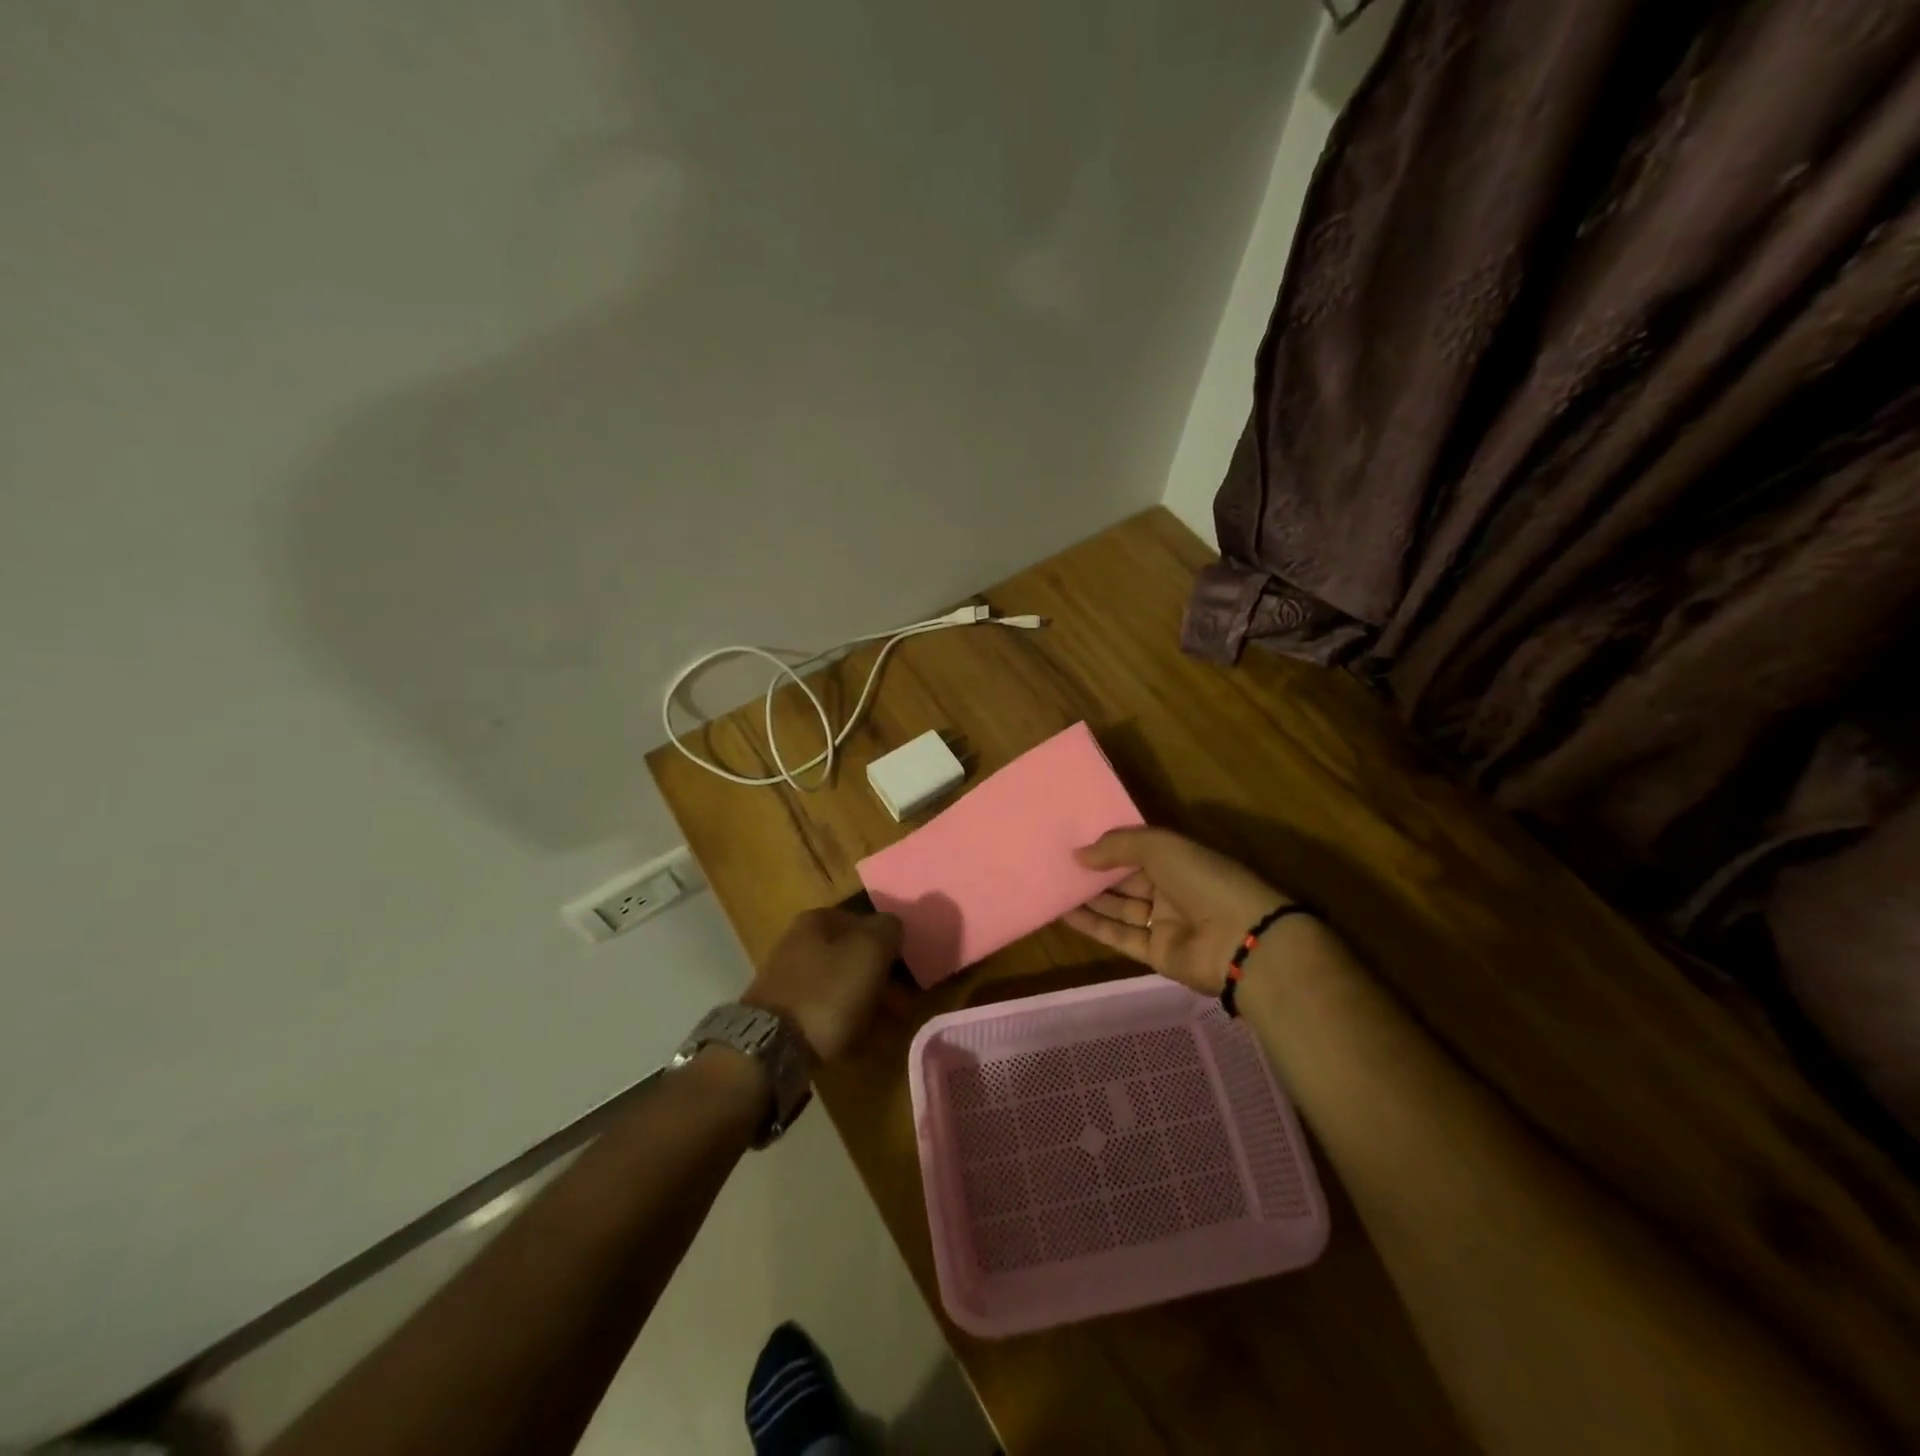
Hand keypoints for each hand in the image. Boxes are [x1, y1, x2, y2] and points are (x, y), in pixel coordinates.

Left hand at [741, 908, 903, 1061]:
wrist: (771, 1047)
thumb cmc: (828, 991)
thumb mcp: (870, 949)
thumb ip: (889, 929)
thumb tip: (893, 928)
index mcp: (818, 919)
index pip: (866, 921)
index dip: (890, 943)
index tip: (907, 968)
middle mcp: (800, 942)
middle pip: (854, 955)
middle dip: (882, 977)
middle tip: (903, 1002)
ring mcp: (790, 978)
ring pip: (843, 984)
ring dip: (869, 1001)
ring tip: (890, 1025)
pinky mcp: (785, 1013)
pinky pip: (828, 1011)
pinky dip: (848, 1022)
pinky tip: (863, 1040)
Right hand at [1063, 827, 1287, 994]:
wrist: (1240, 940)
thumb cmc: (1203, 880)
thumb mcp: (1160, 847)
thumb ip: (1117, 846)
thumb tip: (1077, 854)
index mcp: (1178, 859)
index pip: (1137, 849)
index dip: (1108, 846)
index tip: (1073, 841)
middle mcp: (1171, 888)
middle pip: (1125, 879)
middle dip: (1095, 872)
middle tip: (1056, 864)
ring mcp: (1164, 922)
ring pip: (1119, 907)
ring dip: (1088, 898)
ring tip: (1053, 886)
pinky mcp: (1155, 952)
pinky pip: (1119, 935)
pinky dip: (1093, 925)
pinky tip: (1065, 913)